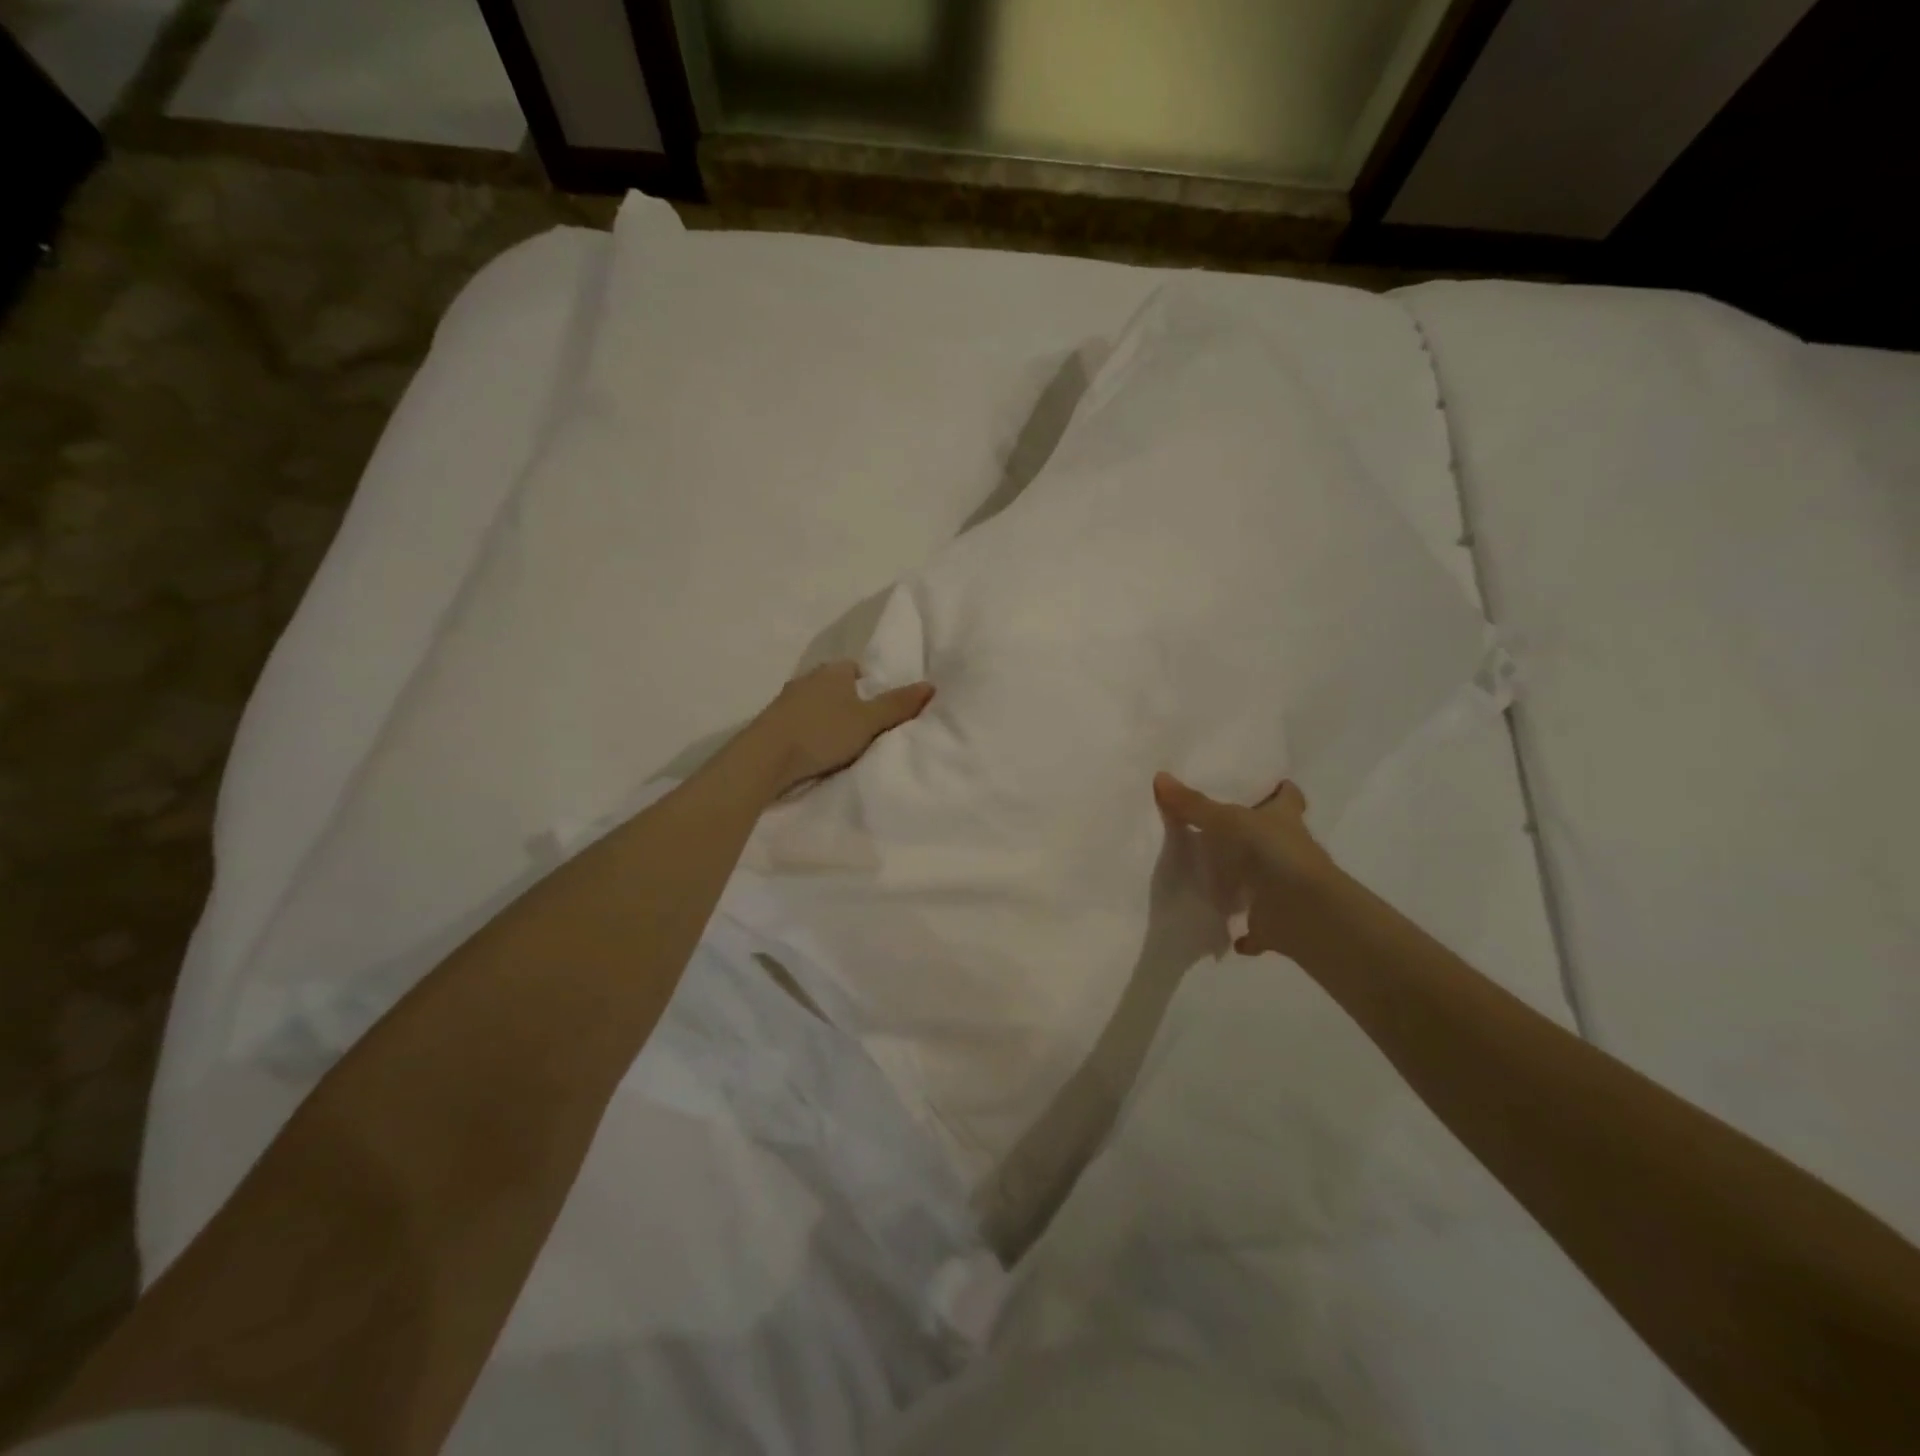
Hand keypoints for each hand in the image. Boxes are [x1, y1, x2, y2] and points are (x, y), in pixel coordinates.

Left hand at [750, 661, 934, 797]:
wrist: (765, 757)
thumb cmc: (822, 733)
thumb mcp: (869, 721)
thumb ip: (898, 705)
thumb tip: (931, 686)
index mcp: (832, 671)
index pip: (855, 669)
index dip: (869, 686)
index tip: (877, 709)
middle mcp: (807, 678)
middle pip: (834, 686)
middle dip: (848, 702)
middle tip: (863, 727)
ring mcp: (785, 700)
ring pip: (815, 703)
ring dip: (825, 717)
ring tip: (839, 742)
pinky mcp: (770, 722)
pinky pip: (798, 721)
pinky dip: (808, 731)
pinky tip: (814, 750)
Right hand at [1153, 772, 1341, 959]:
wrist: (1302, 911)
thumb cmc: (1270, 853)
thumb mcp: (1225, 821)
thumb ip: (1192, 804)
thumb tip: (1159, 776)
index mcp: (1285, 819)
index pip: (1288, 797)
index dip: (1279, 790)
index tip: (1266, 786)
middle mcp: (1291, 850)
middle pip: (1275, 837)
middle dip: (1254, 835)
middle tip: (1219, 830)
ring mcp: (1285, 888)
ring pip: (1264, 880)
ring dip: (1245, 883)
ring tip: (1210, 879)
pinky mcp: (1276, 921)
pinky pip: (1257, 926)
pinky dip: (1245, 932)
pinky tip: (1225, 932)